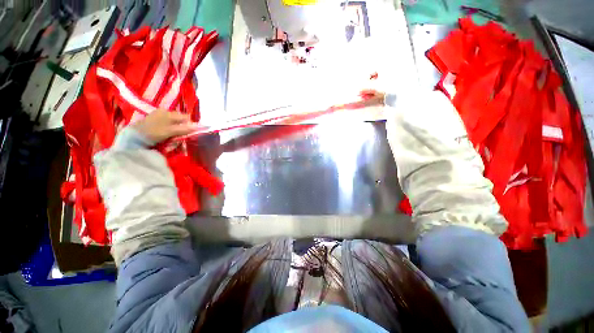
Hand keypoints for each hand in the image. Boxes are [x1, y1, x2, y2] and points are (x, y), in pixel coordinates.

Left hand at [132, 109, 198, 143]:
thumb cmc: (153, 132)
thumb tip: (199, 127)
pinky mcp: (155, 120)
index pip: (186, 117)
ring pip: (175, 123)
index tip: (188, 134)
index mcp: (169, 112)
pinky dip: (170, 130)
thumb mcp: (170, 131)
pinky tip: (166, 136)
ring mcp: (159, 116)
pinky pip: (168, 124)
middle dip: (183, 129)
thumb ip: (184, 129)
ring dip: (176, 131)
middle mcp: (165, 112)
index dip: (190, 125)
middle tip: (179, 138)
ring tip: (172, 138)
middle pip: (181, 120)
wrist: (133, 136)